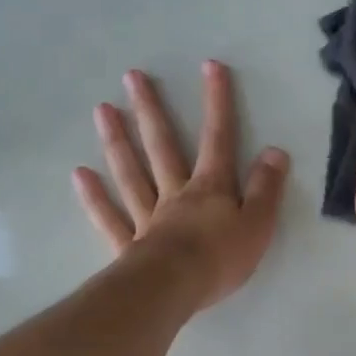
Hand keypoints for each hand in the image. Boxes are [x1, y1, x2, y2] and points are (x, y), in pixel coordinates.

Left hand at [74, 60, 290, 312]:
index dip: (217, 102)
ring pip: (131, 173)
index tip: (210, 66)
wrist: (174, 289)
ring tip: (102, 110)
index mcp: (210, 188)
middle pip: (162, 146)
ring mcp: (147, 217)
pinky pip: (109, 217)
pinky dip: (94, 197)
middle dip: (150, 110)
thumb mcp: (258, 224)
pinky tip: (79, 174)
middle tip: (132, 77)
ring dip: (117, 141)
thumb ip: (266, 188)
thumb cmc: (220, 259)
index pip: (218, 138)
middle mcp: (175, 194)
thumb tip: (275, 151)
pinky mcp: (128, 245)